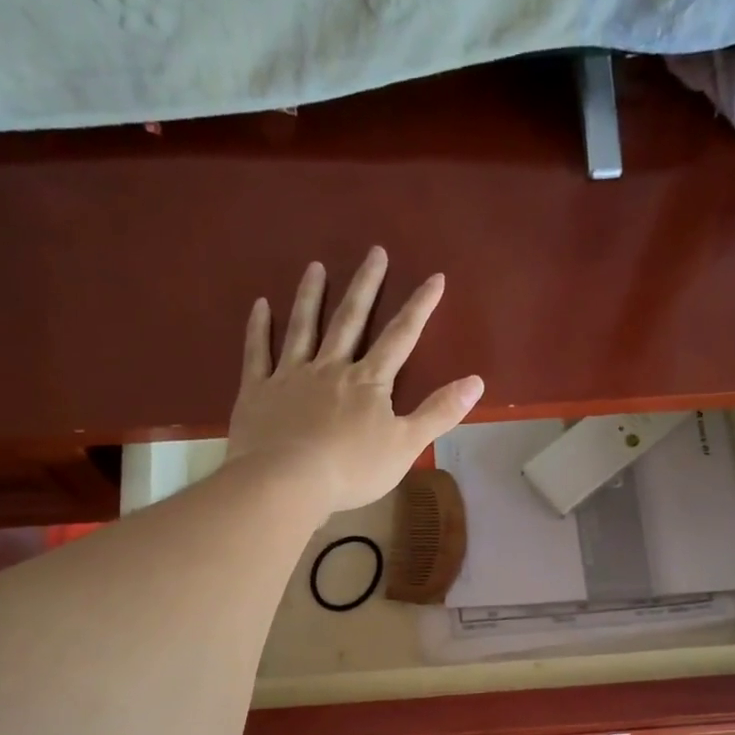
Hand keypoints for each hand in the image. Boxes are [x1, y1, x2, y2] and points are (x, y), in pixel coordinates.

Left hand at [227, 248, 483, 516]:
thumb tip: (477, 381)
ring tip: (315, 267)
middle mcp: (330, 367)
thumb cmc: (350, 469)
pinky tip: (260, 305)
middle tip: (374, 252)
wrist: (286, 482)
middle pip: (350, 320)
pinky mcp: (257, 391)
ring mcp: (290, 376)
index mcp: (367, 381)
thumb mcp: (406, 445)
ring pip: (303, 327)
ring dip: (310, 296)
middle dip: (366, 285)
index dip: (419, 307)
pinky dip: (259, 328)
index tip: (434, 278)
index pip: (400, 337)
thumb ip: (439, 412)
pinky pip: (258, 353)